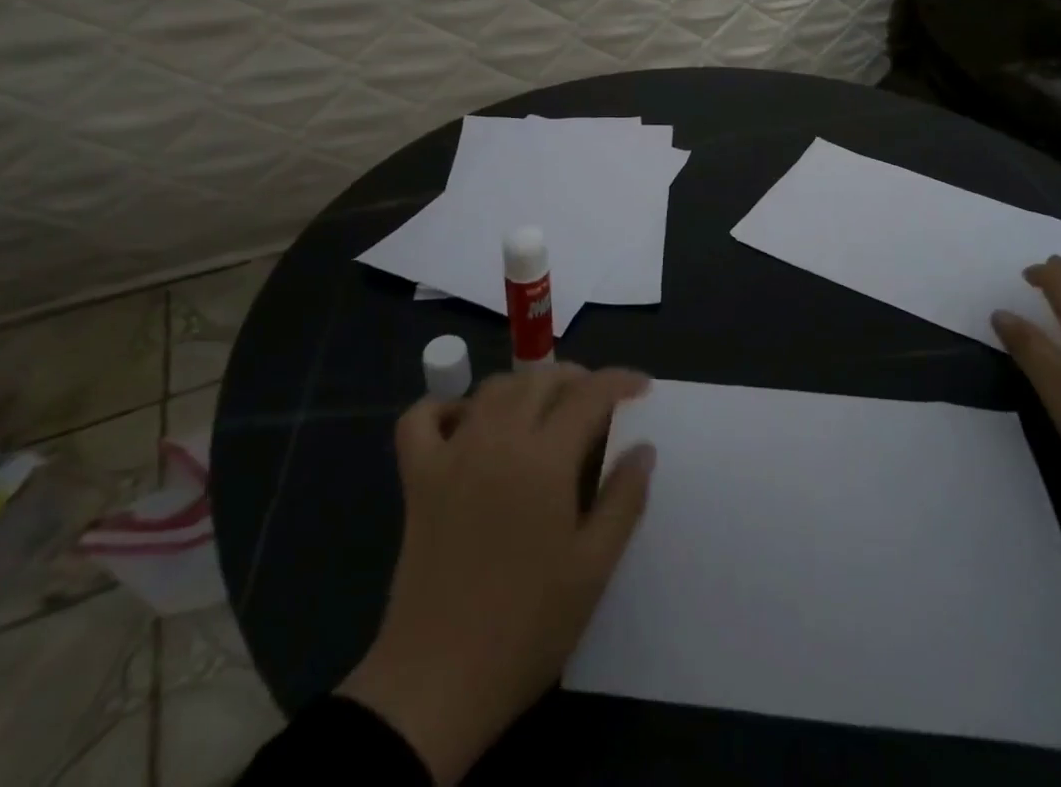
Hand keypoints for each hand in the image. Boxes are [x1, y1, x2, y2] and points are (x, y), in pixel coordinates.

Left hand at [339, 365, 654, 784]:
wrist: (438, 681)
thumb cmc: (527, 626)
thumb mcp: (593, 568)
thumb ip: (623, 499)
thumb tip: (643, 448)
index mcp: (546, 457)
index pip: (589, 394)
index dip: (620, 381)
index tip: (641, 387)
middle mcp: (498, 438)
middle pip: (541, 379)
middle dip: (576, 379)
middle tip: (598, 404)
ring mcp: (452, 453)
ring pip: (492, 388)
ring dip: (525, 386)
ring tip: (546, 409)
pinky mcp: (417, 477)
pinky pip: (421, 417)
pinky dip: (444, 406)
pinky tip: (466, 423)